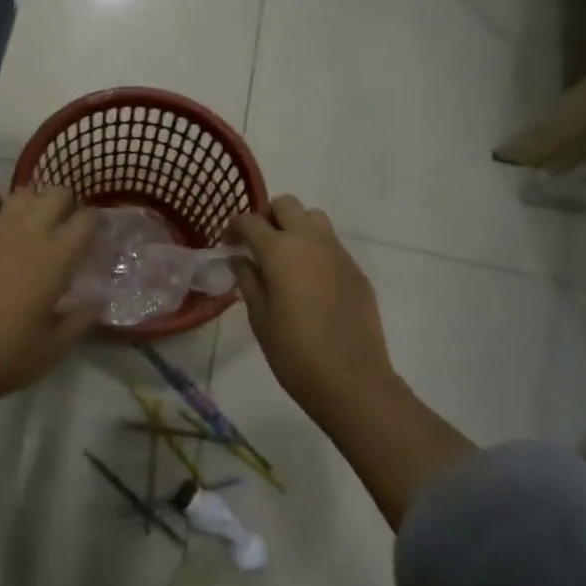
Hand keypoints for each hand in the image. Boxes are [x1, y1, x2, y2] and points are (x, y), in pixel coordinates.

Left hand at [0, 188, 97, 409]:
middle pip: (56, 194)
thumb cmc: (9, 356)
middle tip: (63, 225)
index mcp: (57, 258)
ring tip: (30, 219)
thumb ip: (81, 319)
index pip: (87, 220)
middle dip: (65, 204)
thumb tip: (99, 300)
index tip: (93, 234)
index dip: (94, 222)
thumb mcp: (56, 347)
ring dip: (31, 201)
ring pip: (21, 192)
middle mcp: (29, 233)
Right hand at [229, 195, 395, 433]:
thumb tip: (241, 259)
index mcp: (279, 250)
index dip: (234, 228)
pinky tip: (312, 283)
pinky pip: (332, 245)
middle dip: (268, 217)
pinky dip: (316, 250)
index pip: (249, 220)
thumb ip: (248, 280)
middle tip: (259, 245)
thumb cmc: (295, 352)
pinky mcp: (356, 270)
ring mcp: (338, 253)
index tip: (228, 245)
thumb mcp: (259, 317)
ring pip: (314, 218)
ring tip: (287, 258)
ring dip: (296, 227)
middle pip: (286, 204)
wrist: (352, 381)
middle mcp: (310, 241)